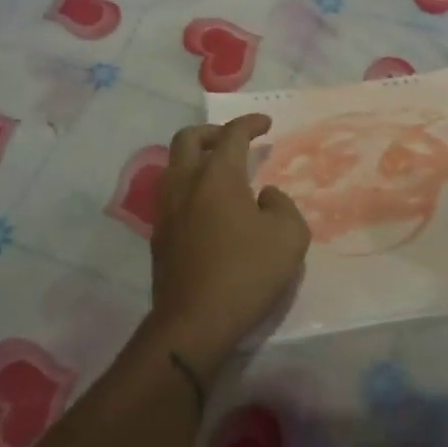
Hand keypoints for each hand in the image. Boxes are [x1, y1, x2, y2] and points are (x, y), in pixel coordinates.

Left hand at [148, 115, 311, 370]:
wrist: (193, 323)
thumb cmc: (246, 273)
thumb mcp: (289, 237)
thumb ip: (282, 205)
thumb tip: (264, 196)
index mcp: (217, 176)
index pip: (232, 134)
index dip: (250, 123)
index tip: (265, 124)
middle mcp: (186, 183)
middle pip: (189, 139)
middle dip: (212, 132)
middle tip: (233, 141)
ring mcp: (166, 210)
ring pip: (174, 165)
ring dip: (196, 158)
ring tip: (219, 173)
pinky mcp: (159, 236)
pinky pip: (171, 194)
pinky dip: (189, 186)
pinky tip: (208, 207)